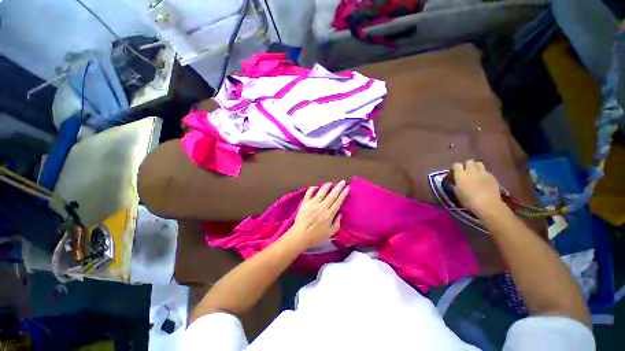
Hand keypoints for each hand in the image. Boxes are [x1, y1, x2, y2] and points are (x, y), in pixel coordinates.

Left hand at [287, 180, 348, 249]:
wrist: (299, 236)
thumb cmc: (315, 237)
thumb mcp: (329, 234)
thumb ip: (336, 224)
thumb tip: (340, 214)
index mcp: (329, 214)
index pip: (338, 202)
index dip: (343, 194)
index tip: (347, 188)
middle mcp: (322, 206)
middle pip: (332, 195)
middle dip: (338, 187)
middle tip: (342, 181)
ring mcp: (313, 203)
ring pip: (321, 192)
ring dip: (326, 186)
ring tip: (330, 183)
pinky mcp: (305, 203)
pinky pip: (309, 193)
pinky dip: (312, 189)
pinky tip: (315, 187)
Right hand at [452, 160, 506, 216]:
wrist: (488, 205)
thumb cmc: (468, 200)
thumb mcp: (457, 193)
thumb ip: (455, 185)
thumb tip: (455, 182)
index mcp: (461, 175)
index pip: (457, 165)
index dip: (456, 168)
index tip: (455, 172)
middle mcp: (471, 171)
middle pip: (469, 161)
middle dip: (467, 165)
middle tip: (466, 172)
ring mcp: (483, 173)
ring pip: (479, 163)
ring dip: (476, 167)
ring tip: (475, 174)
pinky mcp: (492, 176)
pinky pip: (486, 171)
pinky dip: (483, 173)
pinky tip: (483, 180)